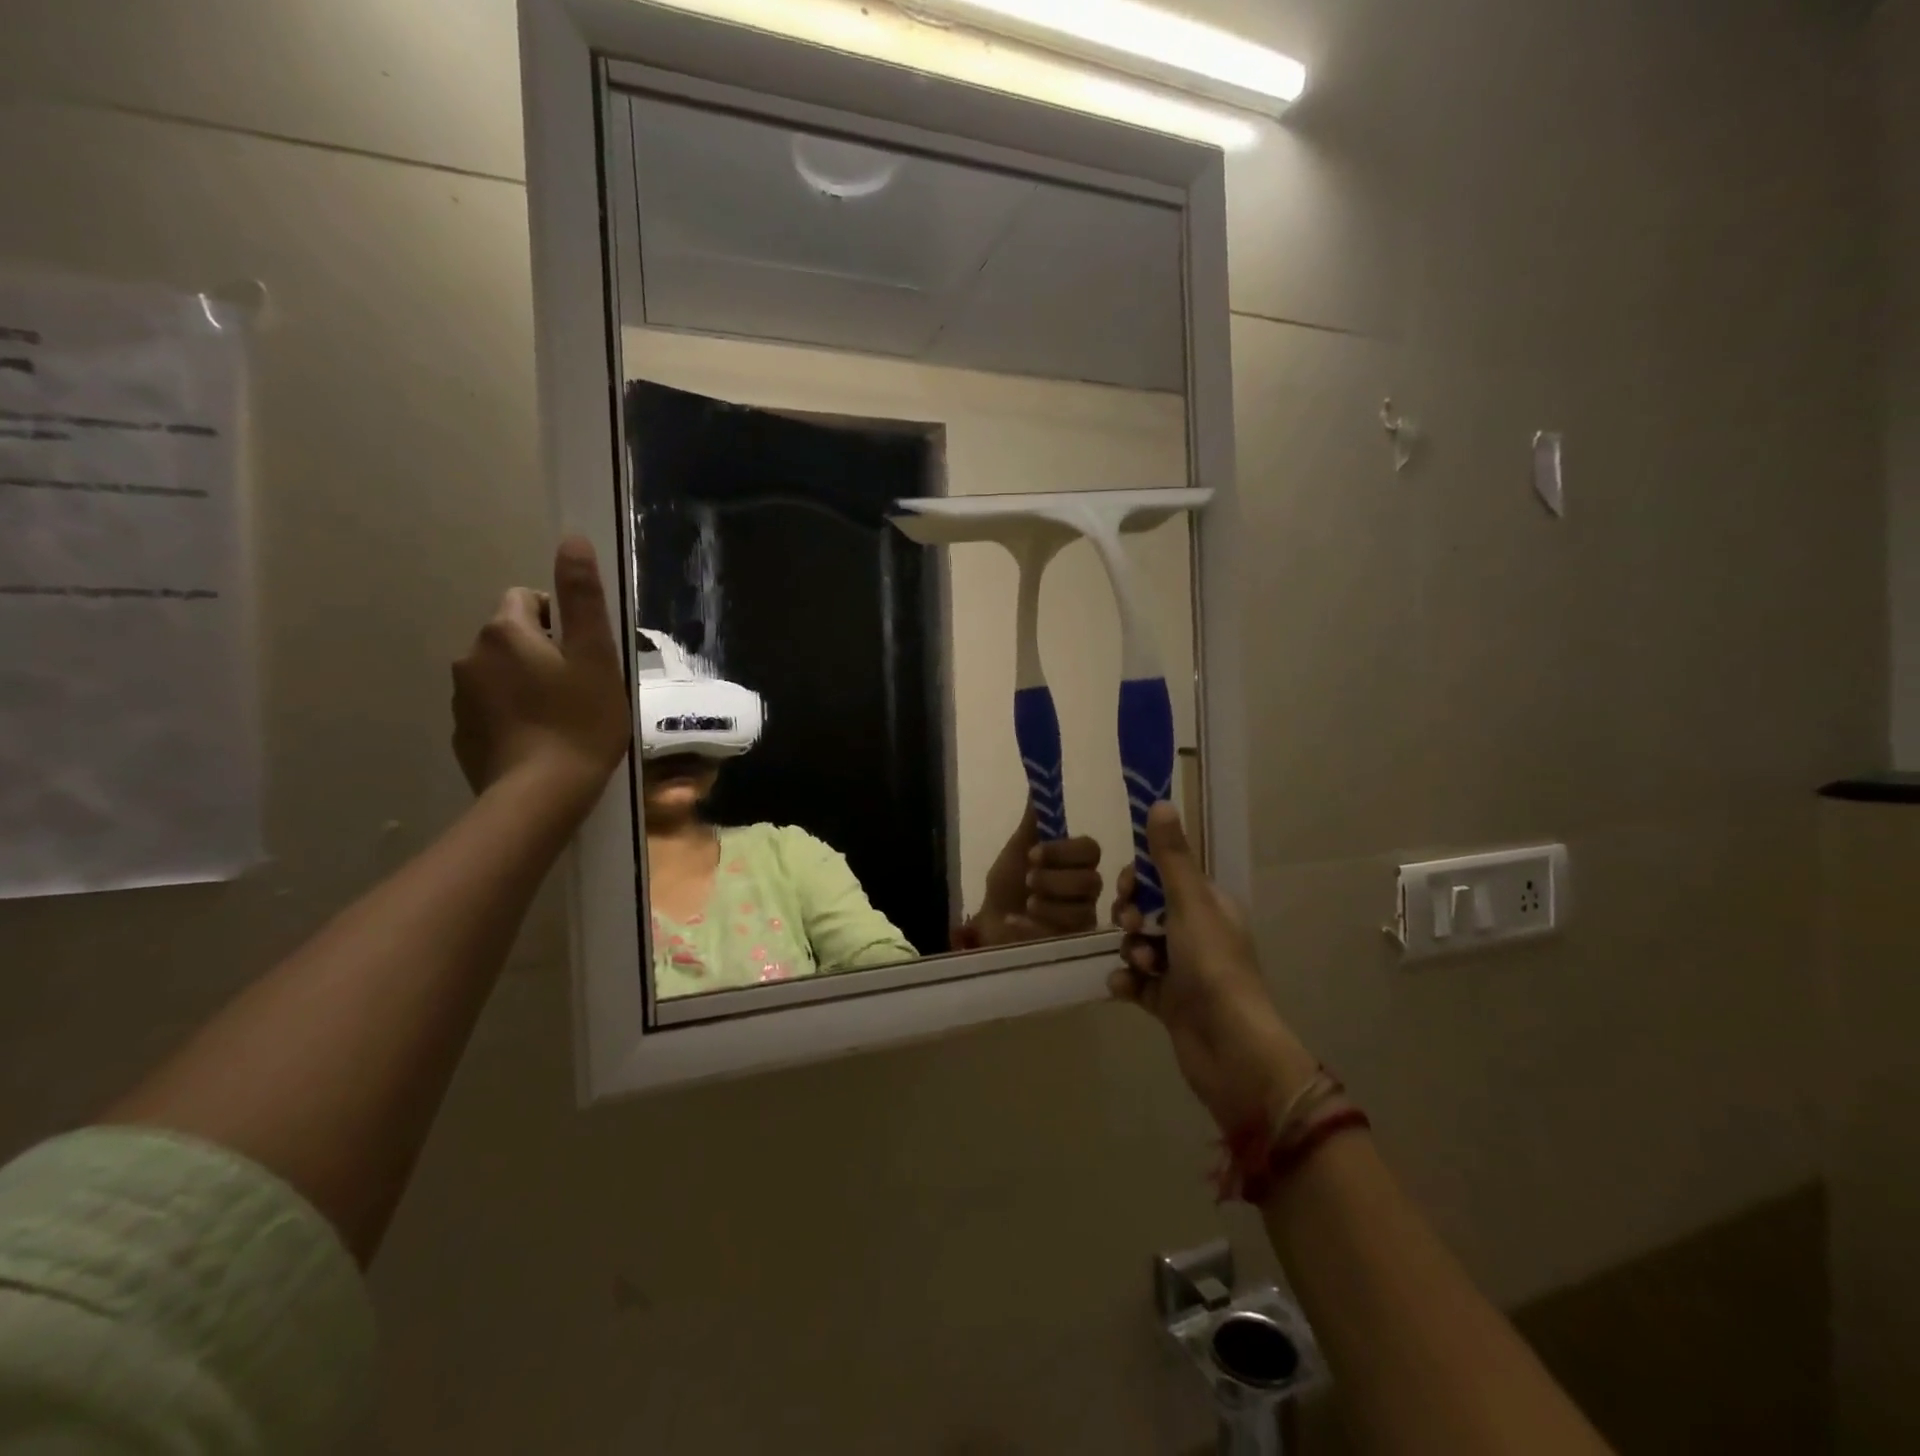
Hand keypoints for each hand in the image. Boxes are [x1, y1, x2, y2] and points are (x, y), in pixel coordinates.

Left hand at [451, 537, 631, 808]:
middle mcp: (471, 656)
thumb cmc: (580, 721)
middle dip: (543, 652)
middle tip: (580, 687)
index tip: (584, 653)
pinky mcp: (462, 734)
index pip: (527, 598)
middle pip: (512, 637)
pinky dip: (512, 715)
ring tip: (562, 718)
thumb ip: (582, 597)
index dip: (560, 619)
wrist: (541, 795)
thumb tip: (571, 539)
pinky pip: (491, 709)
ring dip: (526, 683)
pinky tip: (540, 741)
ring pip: (500, 673)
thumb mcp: (596, 656)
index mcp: (505, 631)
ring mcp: (461, 698)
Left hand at [953, 805, 1103, 948]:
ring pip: (1080, 912)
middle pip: (1090, 882)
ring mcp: (1082, 921)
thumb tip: (1038, 783)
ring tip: (1026, 904)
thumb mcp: (1018, 848)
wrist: (990, 922)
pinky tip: (1014, 922)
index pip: (1090, 850)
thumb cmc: (1009, 883)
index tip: (1033, 854)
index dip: (1063, 851)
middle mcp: (1088, 891)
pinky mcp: (1070, 948)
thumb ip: (1033, 821)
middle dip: (1054, 881)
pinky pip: (1061, 938)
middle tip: (1028, 882)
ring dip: (1047, 905)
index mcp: (1078, 862)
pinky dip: (1032, 927)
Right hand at [1109, 802, 1317, 1132]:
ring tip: (1141, 966)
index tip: (1128, 889)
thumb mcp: (1190, 903)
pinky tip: (1125, 988)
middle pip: (1147, 910)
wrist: (1231, 1049)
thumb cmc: (1214, 966)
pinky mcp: (1169, 1004)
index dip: (1140, 880)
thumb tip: (1160, 802)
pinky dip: (1128, 982)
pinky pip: (1137, 982)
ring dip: (1132, 951)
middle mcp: (1197, 935)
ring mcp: (1183, 971)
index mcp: (1209, 907)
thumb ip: (1170, 857)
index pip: (1164, 877)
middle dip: (1131, 916)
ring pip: (1139, 945)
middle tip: (1132, 926)